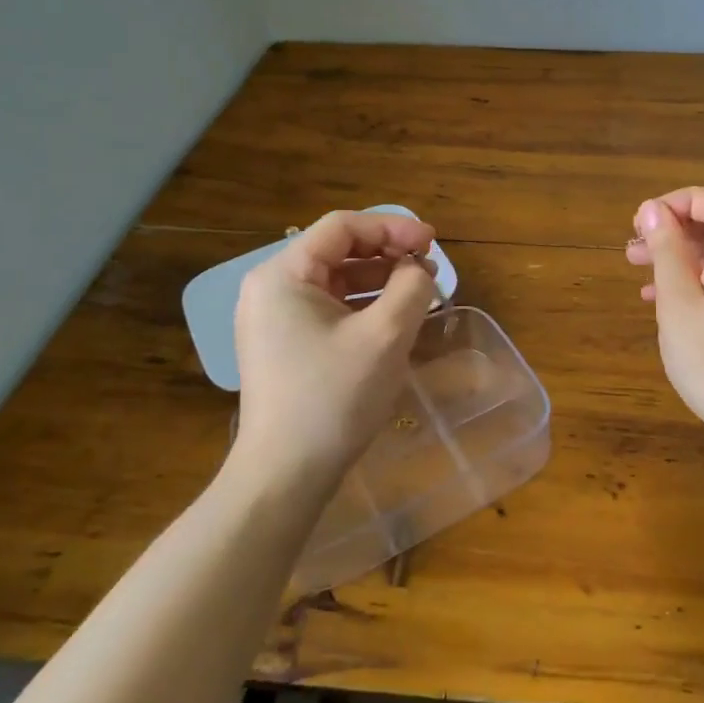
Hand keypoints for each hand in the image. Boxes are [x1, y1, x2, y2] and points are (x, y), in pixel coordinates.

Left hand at [229, 210, 439, 492]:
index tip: (432, 243)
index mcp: (283, 275)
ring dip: (380, 280)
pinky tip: (396, 318)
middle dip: (388, 253)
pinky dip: (364, 306)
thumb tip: (418, 269)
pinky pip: (330, 309)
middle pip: (338, 250)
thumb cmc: (334, 397)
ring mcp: (275, 319)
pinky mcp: (285, 345)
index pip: (343, 227)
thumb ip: (411, 287)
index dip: (392, 227)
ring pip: (336, 280)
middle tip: (430, 268)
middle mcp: (271, 289)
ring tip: (421, 292)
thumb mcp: (386, 335)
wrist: (286, 475)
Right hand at [627, 188, 703, 439]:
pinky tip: (665, 301)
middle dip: (673, 229)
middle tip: (633, 248)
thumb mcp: (677, 301)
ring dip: (680, 254)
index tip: (642, 223)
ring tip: (638, 270)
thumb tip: (654, 209)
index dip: (676, 202)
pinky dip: (696, 277)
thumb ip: (666, 250)